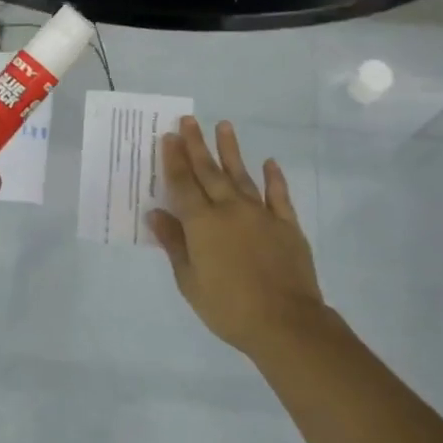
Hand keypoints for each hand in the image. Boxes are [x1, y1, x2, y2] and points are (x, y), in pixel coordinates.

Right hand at [147, 116, 327, 356]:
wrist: (285, 322)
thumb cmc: (228, 307)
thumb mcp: (189, 281)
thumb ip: (174, 244)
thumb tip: (155, 213)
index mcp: (202, 223)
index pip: (183, 184)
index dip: (174, 159)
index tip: (169, 136)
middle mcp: (230, 209)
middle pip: (209, 172)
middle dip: (196, 145)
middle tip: (189, 120)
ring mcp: (261, 214)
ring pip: (242, 175)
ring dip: (231, 151)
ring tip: (224, 126)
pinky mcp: (287, 225)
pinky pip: (279, 196)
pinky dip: (274, 178)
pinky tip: (270, 163)